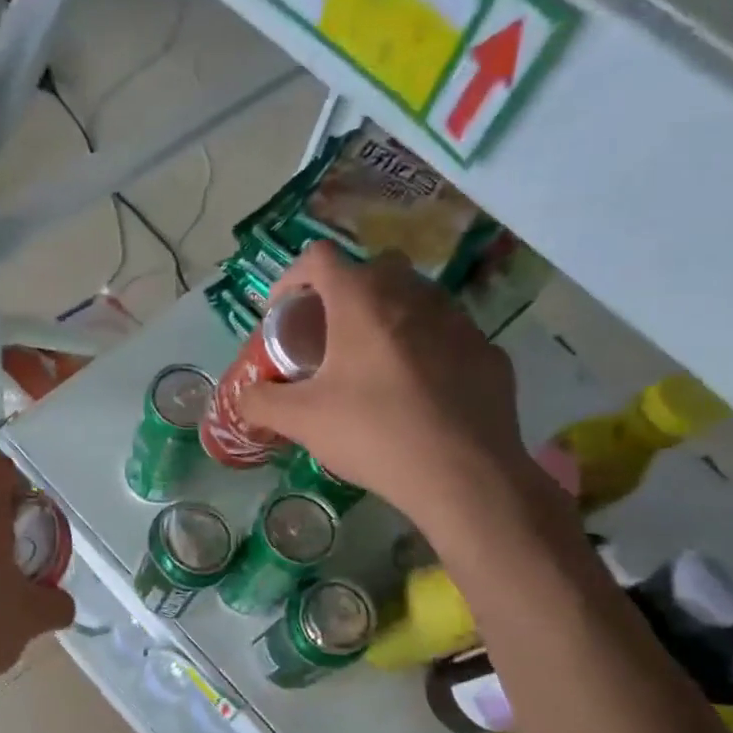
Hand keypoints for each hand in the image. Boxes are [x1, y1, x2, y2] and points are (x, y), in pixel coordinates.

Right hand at [239, 242, 536, 531]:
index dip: (292, 278)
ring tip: (373, 363)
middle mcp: (413, 295)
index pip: (319, 258)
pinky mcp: (487, 351)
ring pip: (416, 297)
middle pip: (372, 268)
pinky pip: (447, 335)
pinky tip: (417, 391)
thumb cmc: (373, 434)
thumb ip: (262, 402)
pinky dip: (426, 348)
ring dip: (389, 316)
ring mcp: (458, 321)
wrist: (462, 474)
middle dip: (345, 292)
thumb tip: (244, 397)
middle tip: (328, 335)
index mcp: (362, 301)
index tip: (282, 313)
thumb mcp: (301, 421)